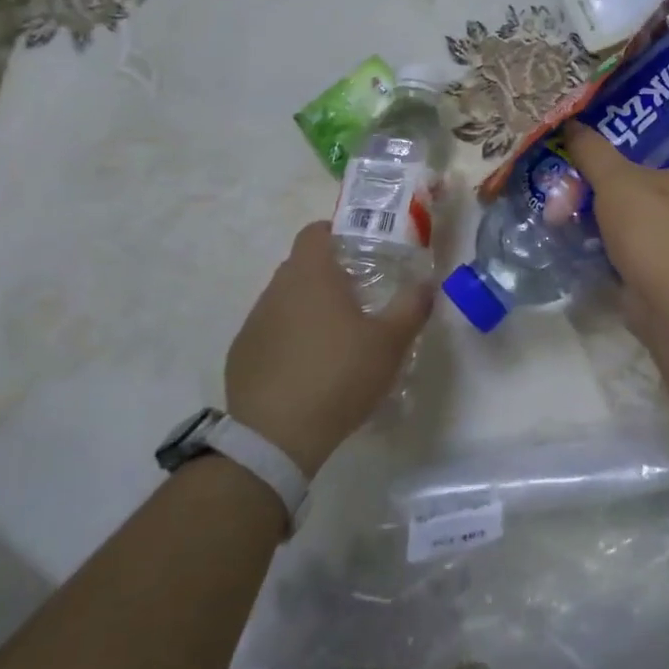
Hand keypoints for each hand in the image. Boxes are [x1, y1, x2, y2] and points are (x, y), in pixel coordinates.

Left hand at [224, 222, 432, 475]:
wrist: (276, 436)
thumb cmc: (339, 375)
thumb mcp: (390, 342)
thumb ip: (412, 306)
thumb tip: (427, 283)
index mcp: (311, 274)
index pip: (315, 231)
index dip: (337, 233)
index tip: (360, 251)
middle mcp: (276, 289)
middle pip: (301, 265)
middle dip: (328, 274)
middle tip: (359, 296)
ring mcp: (254, 321)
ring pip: (285, 299)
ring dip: (307, 307)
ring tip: (335, 337)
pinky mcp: (241, 353)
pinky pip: (269, 331)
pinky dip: (288, 338)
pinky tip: (307, 368)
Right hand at [562, 120, 668, 318]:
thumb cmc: (656, 228)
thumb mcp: (616, 181)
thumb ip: (594, 153)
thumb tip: (571, 125)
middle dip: (650, 188)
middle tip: (611, 173)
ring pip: (658, 225)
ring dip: (630, 220)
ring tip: (588, 205)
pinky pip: (642, 254)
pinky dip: (620, 250)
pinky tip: (587, 240)